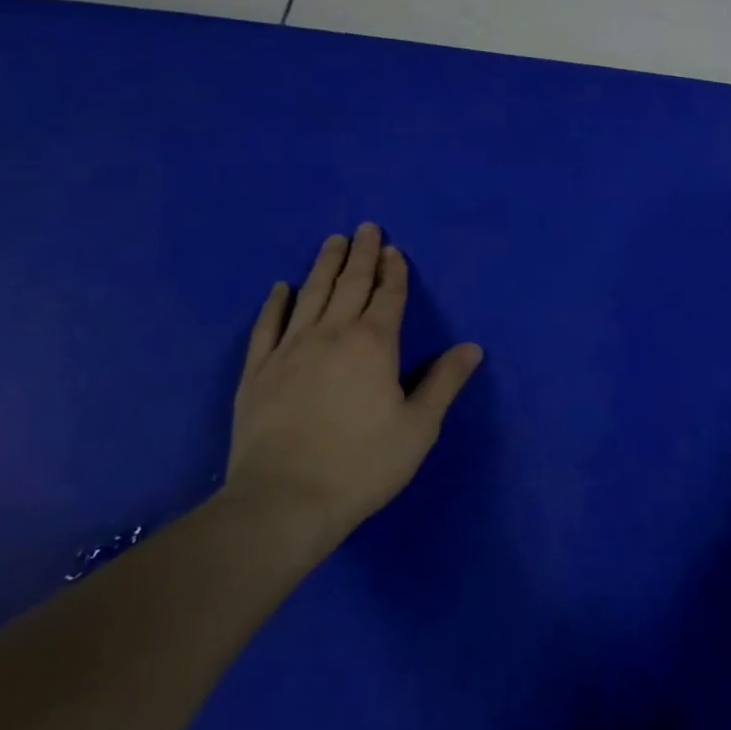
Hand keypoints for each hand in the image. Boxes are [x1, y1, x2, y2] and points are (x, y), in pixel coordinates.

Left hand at [227, 224, 482, 541]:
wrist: (283, 502)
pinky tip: (281, 288)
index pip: (388, 296)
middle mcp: (332, 335)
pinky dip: (276, 303)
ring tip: (332, 241)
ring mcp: (290, 350)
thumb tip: (472, 347)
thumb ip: (444, 382)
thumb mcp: (418, 428)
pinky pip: (267, 326)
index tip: (393, 248)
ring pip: (311, 295)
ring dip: (324, 266)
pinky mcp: (258, 372)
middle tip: (365, 227)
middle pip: (350, 284)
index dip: (394, 271)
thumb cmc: (362, 465)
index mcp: (374, 345)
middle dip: (361, 255)